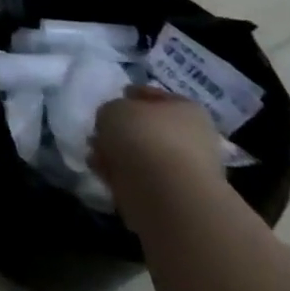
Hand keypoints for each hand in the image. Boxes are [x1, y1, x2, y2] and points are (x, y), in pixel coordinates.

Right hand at [92, 86, 225, 216]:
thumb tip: (113, 123)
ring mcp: (187, 169)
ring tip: (96, 154)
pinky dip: (122, 175)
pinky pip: (142, 177)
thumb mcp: (112, 107)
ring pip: (145, 154)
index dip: (132, 95)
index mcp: (187, 109)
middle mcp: (194, 137)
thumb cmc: (143, 135)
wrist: (166, 192)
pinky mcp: (175, 195)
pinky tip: (104, 172)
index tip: (112, 101)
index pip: (155, 96)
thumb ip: (111, 110)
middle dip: (123, 130)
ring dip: (120, 154)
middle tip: (100, 131)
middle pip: (150, 128)